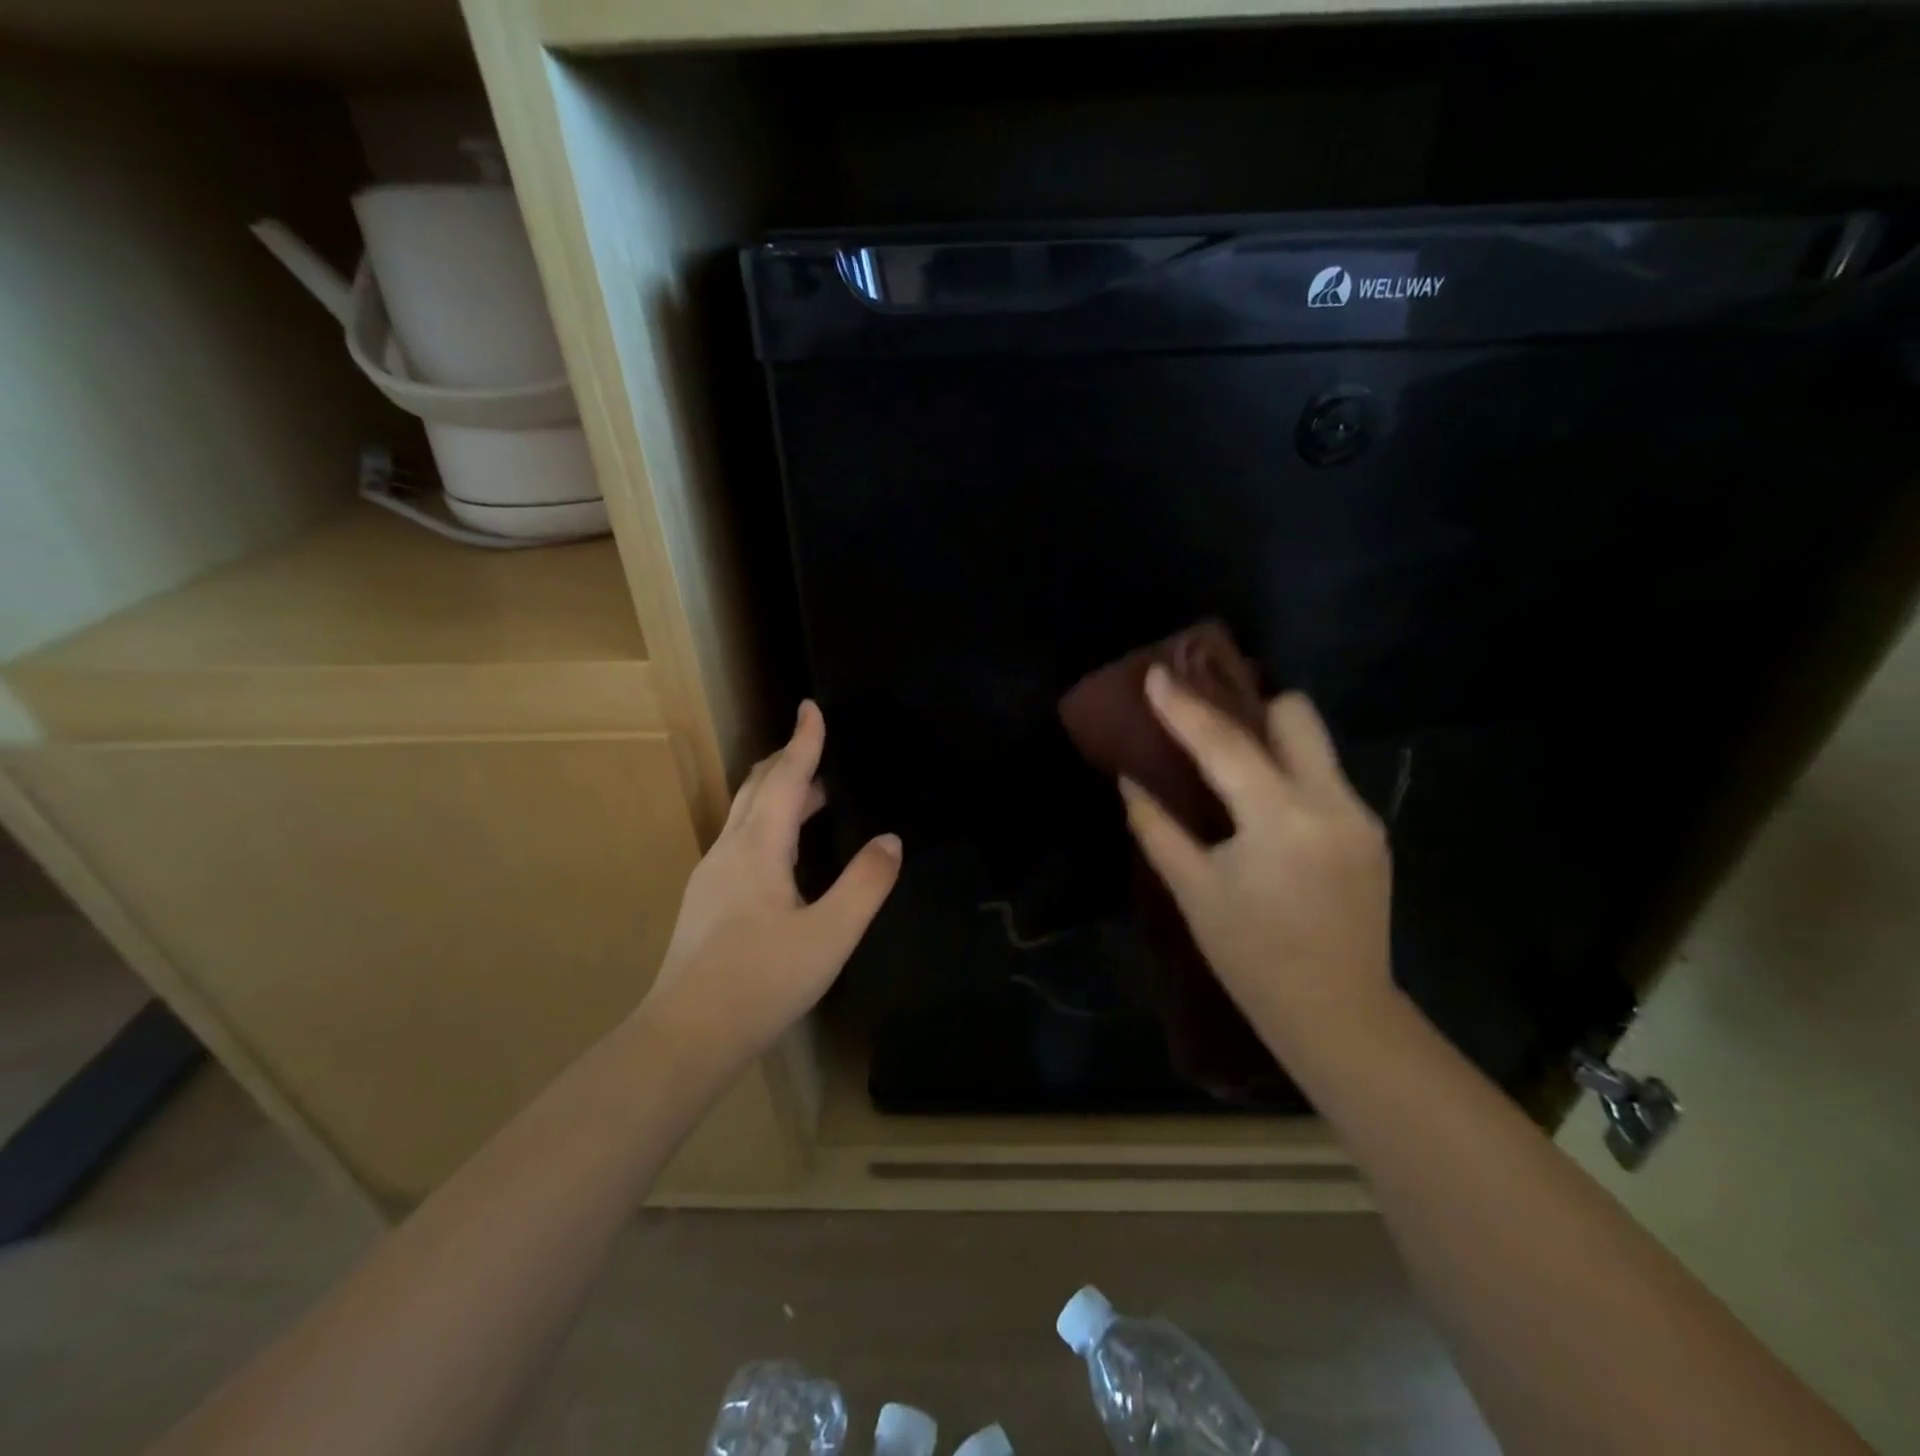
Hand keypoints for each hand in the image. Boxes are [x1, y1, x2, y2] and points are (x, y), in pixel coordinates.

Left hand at [639, 701, 900, 1082]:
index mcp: (758, 848)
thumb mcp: (830, 935)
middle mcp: (729, 850)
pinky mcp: (707, 901)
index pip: (785, 778)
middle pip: (756, 788)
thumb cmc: (762, 981)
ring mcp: (711, 876)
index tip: (811, 707)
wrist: (685, 1036)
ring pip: (746, 815)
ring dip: (779, 794)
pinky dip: (769, 824)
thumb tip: (890, 841)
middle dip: (788, 761)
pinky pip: (741, 841)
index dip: (803, 741)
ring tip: (815, 797)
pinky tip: (785, 855)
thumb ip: (865, 884)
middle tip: (818, 747)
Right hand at [1119, 666, 1393, 1053]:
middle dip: (1251, 708)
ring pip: (1315, 745)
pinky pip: (1325, 779)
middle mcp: (1331, 802)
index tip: (1157, 674)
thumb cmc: (1252, 957)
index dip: (1184, 707)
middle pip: (1297, 716)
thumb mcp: (1194, 892)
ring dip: (1271, 742)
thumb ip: (1158, 829)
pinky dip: (1290, 776)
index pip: (1225, 744)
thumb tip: (1130, 781)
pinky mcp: (1371, 832)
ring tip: (1233, 763)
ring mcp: (1360, 816)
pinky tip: (1265, 810)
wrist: (1338, 1014)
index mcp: (1280, 819)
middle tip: (1210, 723)